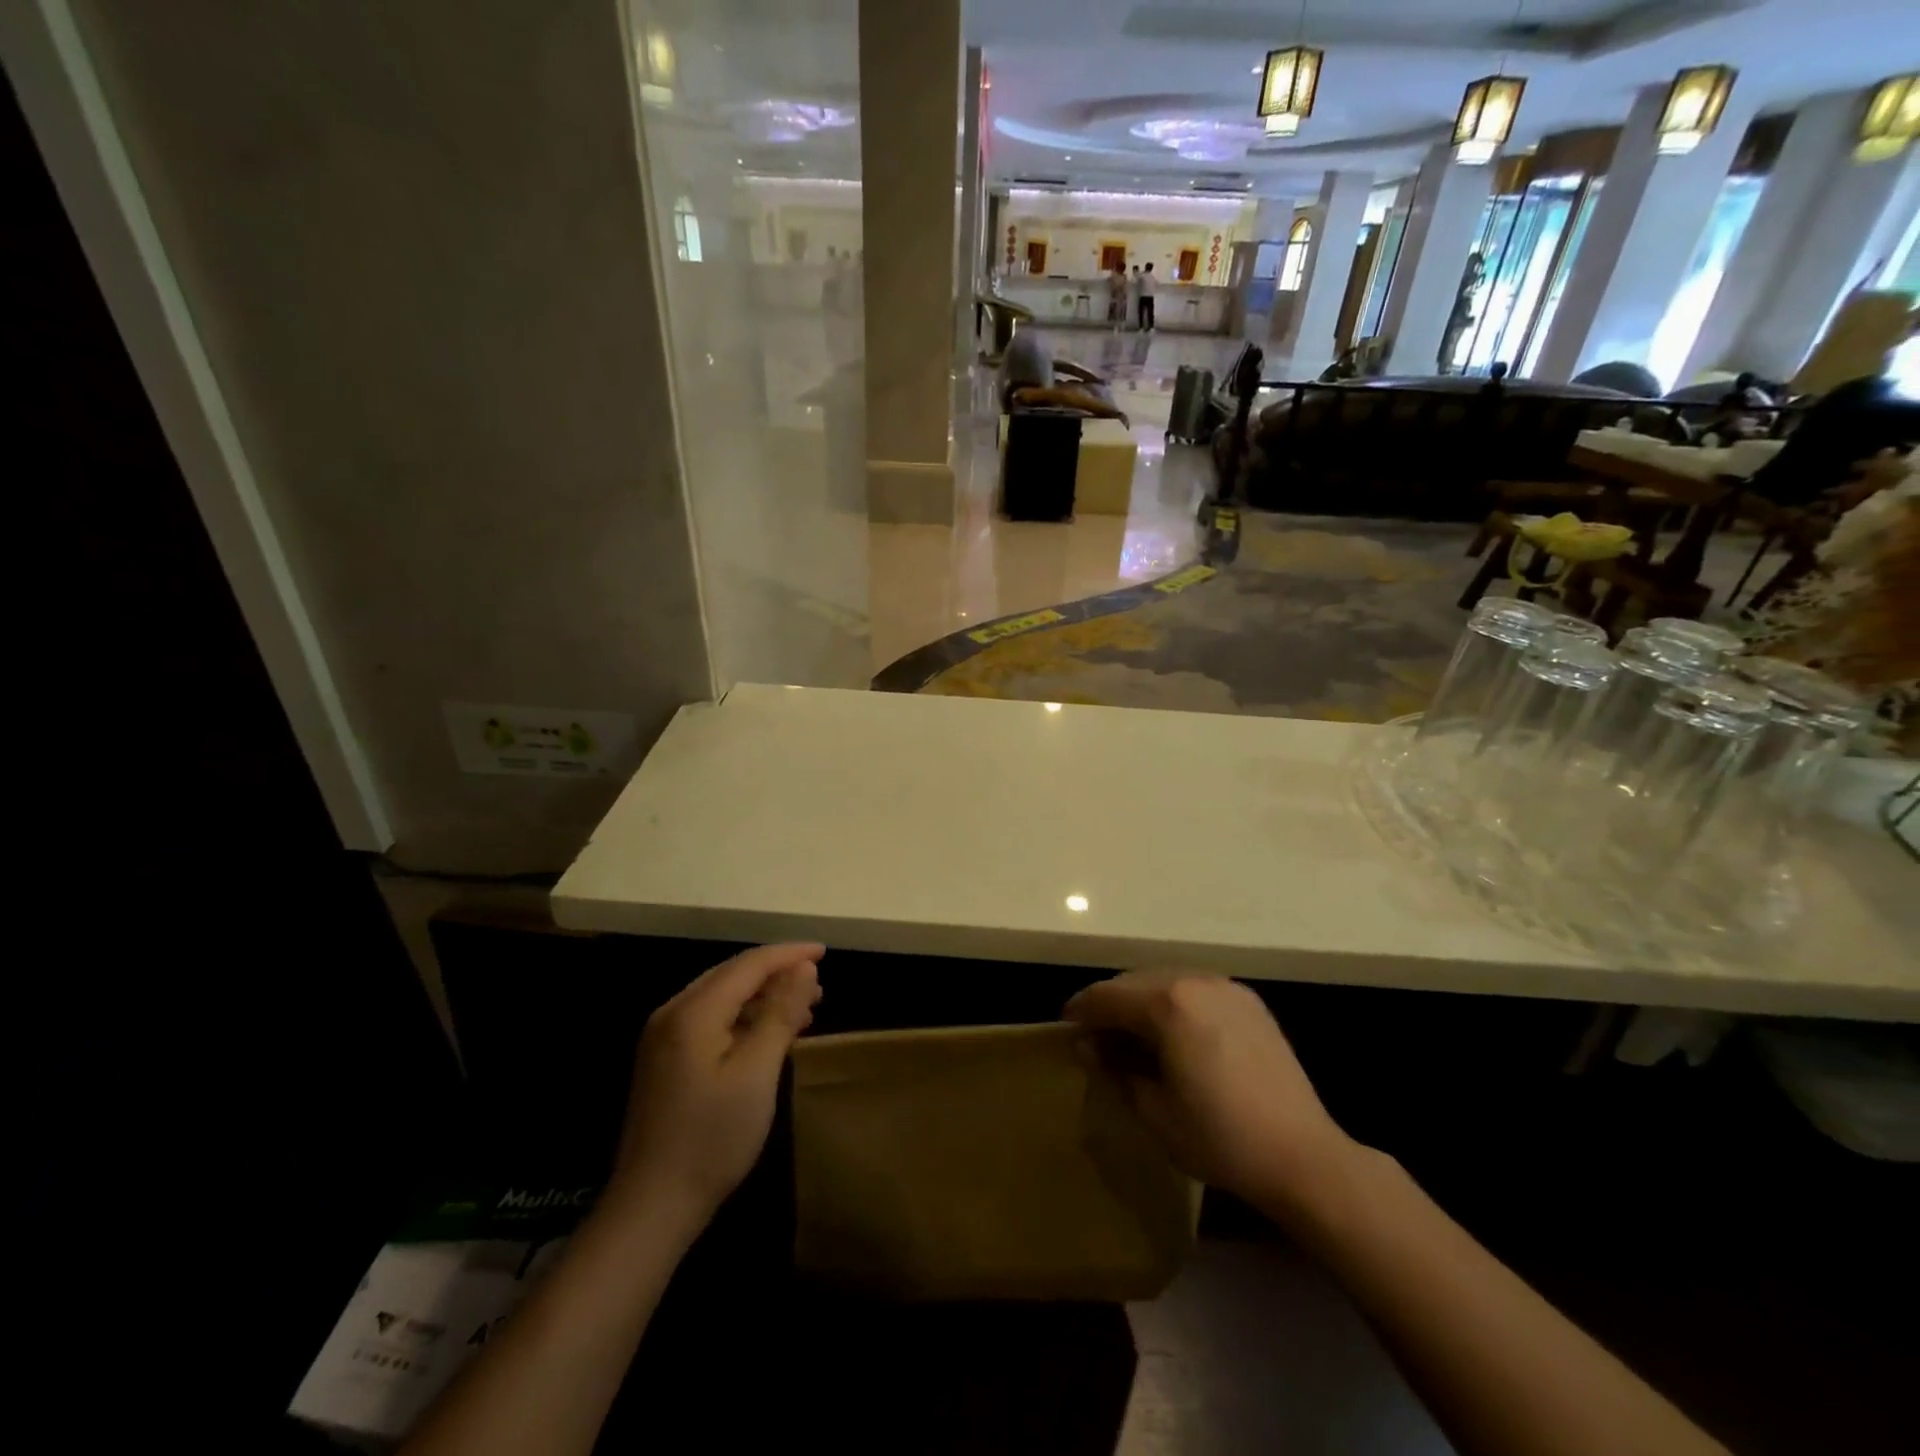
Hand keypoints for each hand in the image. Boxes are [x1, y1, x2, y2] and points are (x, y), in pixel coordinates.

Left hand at [606, 943, 823, 1229]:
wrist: (652, 1206)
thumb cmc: (712, 1138)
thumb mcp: (757, 1072)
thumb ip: (780, 1013)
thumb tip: (803, 968)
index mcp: (693, 1011)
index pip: (748, 964)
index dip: (789, 954)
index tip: (825, 952)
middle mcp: (673, 1013)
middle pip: (733, 975)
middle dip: (778, 973)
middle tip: (819, 984)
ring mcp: (664, 1038)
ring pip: (722, 997)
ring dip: (763, 996)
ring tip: (804, 1008)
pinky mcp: (665, 1061)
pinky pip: (712, 1020)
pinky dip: (745, 1018)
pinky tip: (768, 1034)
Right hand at [1064, 971, 1355, 1207]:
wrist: (1303, 1156)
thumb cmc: (1220, 1138)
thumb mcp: (1153, 1111)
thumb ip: (1114, 1069)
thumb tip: (1087, 1045)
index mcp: (1168, 1003)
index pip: (1108, 996)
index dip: (1081, 1011)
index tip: (1065, 1028)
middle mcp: (1195, 980)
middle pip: (1135, 981)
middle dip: (1110, 1004)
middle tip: (1094, 1035)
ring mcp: (1226, 987)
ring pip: (1166, 980)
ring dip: (1141, 1001)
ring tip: (1130, 1034)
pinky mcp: (1249, 1001)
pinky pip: (1196, 989)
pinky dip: (1174, 1003)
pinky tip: (1172, 1034)